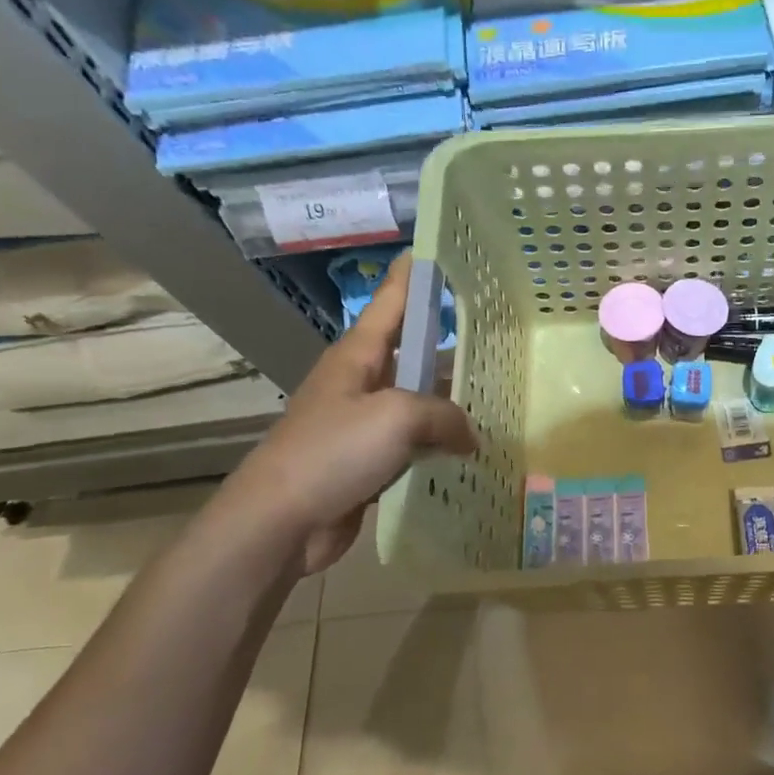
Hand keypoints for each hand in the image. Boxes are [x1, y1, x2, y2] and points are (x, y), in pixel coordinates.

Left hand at [228, 255, 476, 576]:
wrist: (278, 523)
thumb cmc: (332, 451)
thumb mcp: (397, 417)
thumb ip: (444, 416)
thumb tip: (468, 436)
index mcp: (358, 356)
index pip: (390, 302)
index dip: (410, 277)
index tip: (430, 251)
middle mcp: (360, 383)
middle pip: (411, 354)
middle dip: (448, 344)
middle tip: (495, 336)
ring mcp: (362, 425)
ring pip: (416, 403)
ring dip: (449, 403)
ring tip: (495, 396)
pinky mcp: (367, 463)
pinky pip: (412, 445)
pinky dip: (438, 446)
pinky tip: (469, 452)